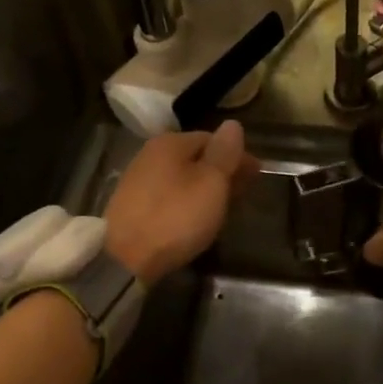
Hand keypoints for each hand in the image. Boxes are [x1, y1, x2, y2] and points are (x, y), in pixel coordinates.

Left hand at [106, 121, 258, 284]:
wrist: (126, 258)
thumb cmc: (176, 216)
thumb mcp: (211, 183)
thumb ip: (225, 152)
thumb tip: (232, 125)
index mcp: (171, 142)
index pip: (213, 139)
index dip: (238, 155)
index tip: (257, 175)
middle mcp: (150, 154)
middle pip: (196, 157)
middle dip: (222, 171)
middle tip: (243, 192)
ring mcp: (137, 180)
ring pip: (182, 177)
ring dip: (205, 187)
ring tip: (223, 206)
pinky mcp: (131, 206)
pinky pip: (169, 195)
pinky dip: (187, 200)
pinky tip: (195, 216)